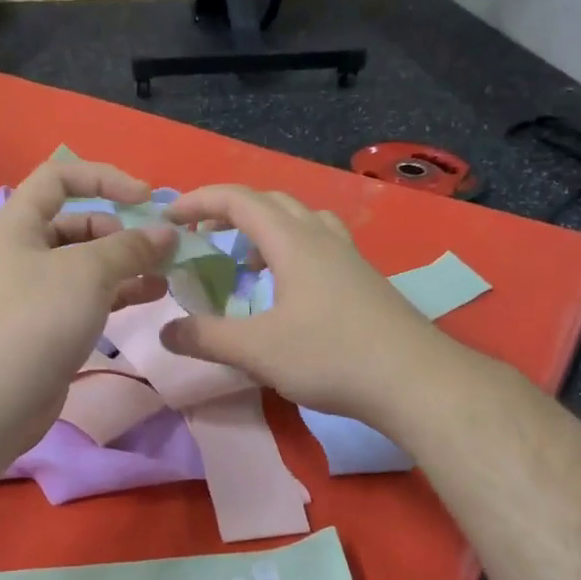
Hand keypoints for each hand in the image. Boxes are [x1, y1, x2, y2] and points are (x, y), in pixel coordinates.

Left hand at [0, 160, 174, 455]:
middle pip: (78, 223)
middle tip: (159, 249)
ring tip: (166, 274)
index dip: (104, 178)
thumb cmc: (37, 319)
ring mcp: (35, 292)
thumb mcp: (88, 272)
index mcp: (18, 224)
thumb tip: (166, 233)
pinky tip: (152, 297)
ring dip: (127, 264)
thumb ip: (131, 247)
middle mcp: (23, 252)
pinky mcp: (48, 325)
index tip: (144, 198)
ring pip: (87, 264)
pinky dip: (119, 292)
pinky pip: (88, 296)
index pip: (59, 177)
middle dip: (122, 231)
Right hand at [159, 185, 447, 428]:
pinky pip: (320, 245)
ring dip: (265, 229)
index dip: (199, 200)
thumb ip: (206, 337)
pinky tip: (289, 289)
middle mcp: (321, 237)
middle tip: (203, 235)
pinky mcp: (364, 280)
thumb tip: (166, 332)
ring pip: (301, 220)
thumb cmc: (331, 356)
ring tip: (247, 261)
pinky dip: (292, 250)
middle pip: (271, 202)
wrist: (414, 380)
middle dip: (230, 211)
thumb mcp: (256, 350)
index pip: (238, 199)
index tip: (170, 216)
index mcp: (292, 241)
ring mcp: (348, 257)